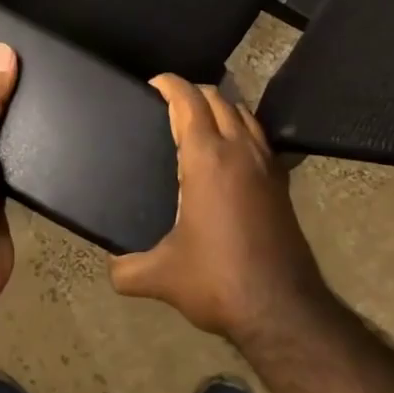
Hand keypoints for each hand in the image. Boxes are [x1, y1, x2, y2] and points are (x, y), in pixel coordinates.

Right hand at [108, 75, 328, 344]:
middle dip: (194, 91)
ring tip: (200, 120)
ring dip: (222, 106)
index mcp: (206, 158)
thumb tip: (112, 267)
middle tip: (170, 102)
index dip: (170, 84)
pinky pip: (260, 137)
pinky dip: (242, 128)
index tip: (154, 83)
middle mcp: (239, 150)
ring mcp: (266, 164)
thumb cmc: (217, 280)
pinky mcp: (282, 183)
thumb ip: (127, 268)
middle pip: (219, 99)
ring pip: (245, 114)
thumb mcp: (161, 276)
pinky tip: (232, 152)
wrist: (282, 308)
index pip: (189, 101)